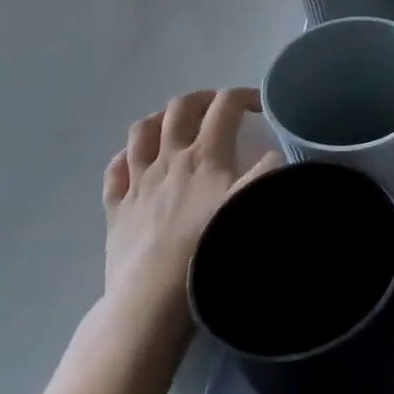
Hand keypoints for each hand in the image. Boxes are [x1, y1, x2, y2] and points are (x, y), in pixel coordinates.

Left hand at [101, 89, 278, 323]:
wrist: (152, 298)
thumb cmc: (206, 250)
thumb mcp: (248, 208)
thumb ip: (268, 176)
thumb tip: (279, 155)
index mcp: (205, 156)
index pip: (225, 107)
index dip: (244, 96)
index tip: (259, 106)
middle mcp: (169, 158)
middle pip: (180, 108)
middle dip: (202, 99)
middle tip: (217, 108)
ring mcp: (138, 181)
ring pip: (142, 131)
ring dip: (160, 119)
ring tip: (173, 124)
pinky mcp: (116, 207)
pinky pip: (115, 170)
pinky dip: (126, 157)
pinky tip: (135, 161)